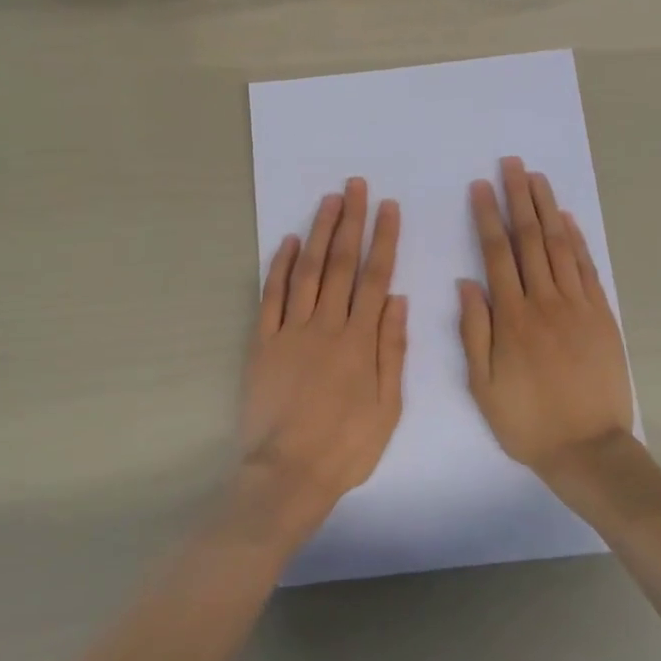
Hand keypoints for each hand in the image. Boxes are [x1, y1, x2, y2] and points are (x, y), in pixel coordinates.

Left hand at [241, 179, 406, 537]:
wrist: (289, 474)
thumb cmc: (346, 446)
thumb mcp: (388, 406)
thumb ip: (392, 349)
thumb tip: (397, 298)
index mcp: (360, 341)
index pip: (375, 277)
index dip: (383, 239)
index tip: (388, 208)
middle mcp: (326, 326)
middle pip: (341, 264)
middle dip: (351, 222)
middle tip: (356, 186)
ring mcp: (291, 331)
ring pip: (308, 271)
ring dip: (319, 233)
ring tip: (328, 200)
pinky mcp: (263, 343)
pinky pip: (271, 297)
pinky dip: (280, 267)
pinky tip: (289, 242)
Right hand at [460, 158, 633, 477]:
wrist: (588, 449)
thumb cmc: (527, 421)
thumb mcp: (483, 385)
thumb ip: (474, 331)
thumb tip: (466, 283)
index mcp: (512, 318)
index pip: (497, 254)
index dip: (488, 217)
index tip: (481, 187)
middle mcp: (545, 302)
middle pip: (530, 240)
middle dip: (519, 198)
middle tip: (512, 164)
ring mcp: (578, 306)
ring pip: (560, 246)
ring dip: (547, 208)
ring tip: (537, 177)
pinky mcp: (602, 316)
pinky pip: (587, 269)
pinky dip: (577, 241)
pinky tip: (567, 219)